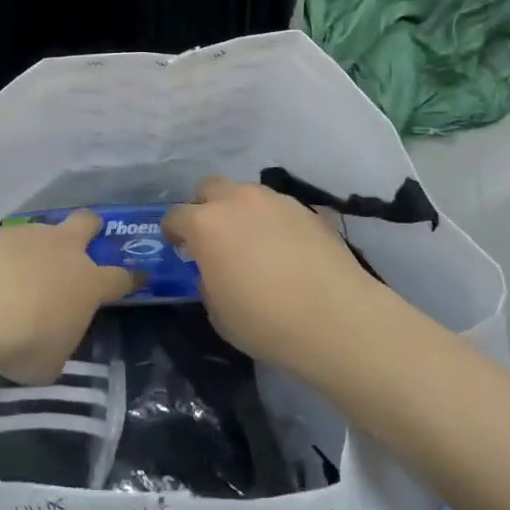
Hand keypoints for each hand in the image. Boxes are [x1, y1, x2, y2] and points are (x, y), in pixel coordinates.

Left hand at [0, 212, 133, 383]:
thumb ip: (56, 350)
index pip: (120, 278)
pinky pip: (4, 242)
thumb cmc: (24, 340)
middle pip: (87, 223)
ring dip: (37, 247)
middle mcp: (63, 251)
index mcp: (88, 283)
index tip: (139, 276)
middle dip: (91, 227)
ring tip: (17, 272)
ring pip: (42, 230)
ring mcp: (28, 236)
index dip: (132, 278)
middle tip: (87, 235)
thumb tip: (49, 345)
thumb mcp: (47, 364)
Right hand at [164, 176, 394, 376]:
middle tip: (212, 235)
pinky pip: (279, 208)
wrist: (336, 318)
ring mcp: (276, 200)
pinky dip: (273, 222)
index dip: (173, 231)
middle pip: (210, 188)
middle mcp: (238, 201)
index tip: (177, 245)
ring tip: (252, 241)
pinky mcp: (307, 209)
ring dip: (241, 211)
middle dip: (205, 207)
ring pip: (247, 193)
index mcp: (206, 224)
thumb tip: (215, 270)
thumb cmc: (265, 321)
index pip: (176, 215)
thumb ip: (208, 281)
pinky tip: (285, 249)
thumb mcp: (218, 311)